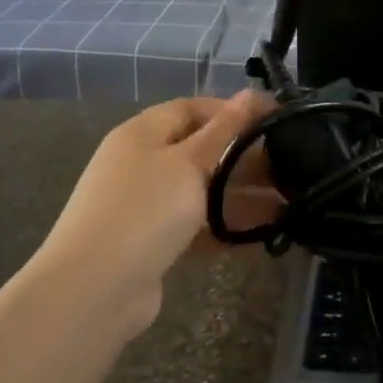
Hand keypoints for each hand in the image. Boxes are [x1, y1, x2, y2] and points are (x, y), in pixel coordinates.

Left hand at [31, 92, 274, 332]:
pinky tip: (259, 235)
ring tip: (287, 203)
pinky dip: (223, 227)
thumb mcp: (188, 164)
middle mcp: (141, 163)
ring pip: (200, 192)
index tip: (274, 123)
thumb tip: (251, 94)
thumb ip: (223, 131)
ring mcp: (144, 205)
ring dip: (239, 196)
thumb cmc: (144, 211)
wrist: (95, 288)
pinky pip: (194, 226)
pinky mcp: (151, 242)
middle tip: (288, 168)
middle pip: (199, 151)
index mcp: (142, 133)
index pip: (191, 108)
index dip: (232, 111)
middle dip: (242, 158)